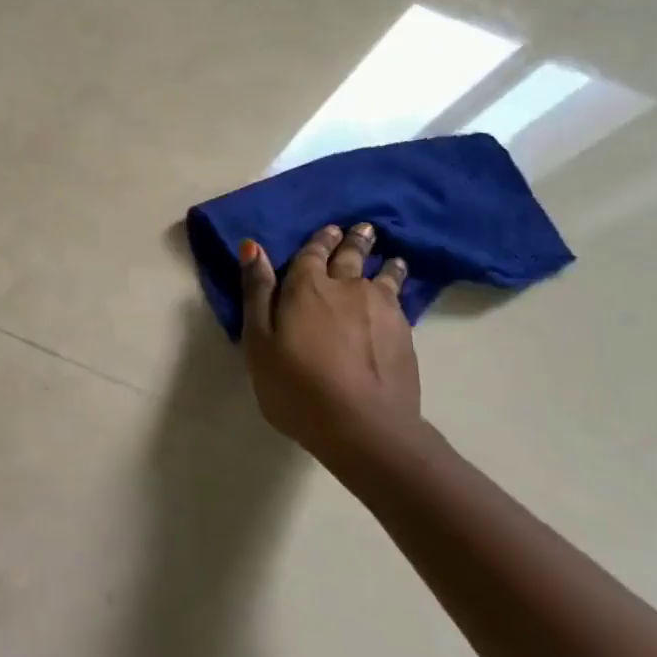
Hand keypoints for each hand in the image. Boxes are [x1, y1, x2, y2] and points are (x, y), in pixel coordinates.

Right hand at [238, 223, 421, 464]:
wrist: (364, 427)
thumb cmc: (296, 385)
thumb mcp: (259, 341)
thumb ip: (257, 292)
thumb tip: (252, 246)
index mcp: (307, 287)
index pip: (313, 253)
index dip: (319, 240)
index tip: (329, 229)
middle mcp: (347, 288)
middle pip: (351, 257)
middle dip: (355, 241)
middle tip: (363, 228)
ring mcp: (381, 310)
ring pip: (383, 277)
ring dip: (384, 264)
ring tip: (392, 258)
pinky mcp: (404, 335)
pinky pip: (399, 300)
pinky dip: (398, 289)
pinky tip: (398, 295)